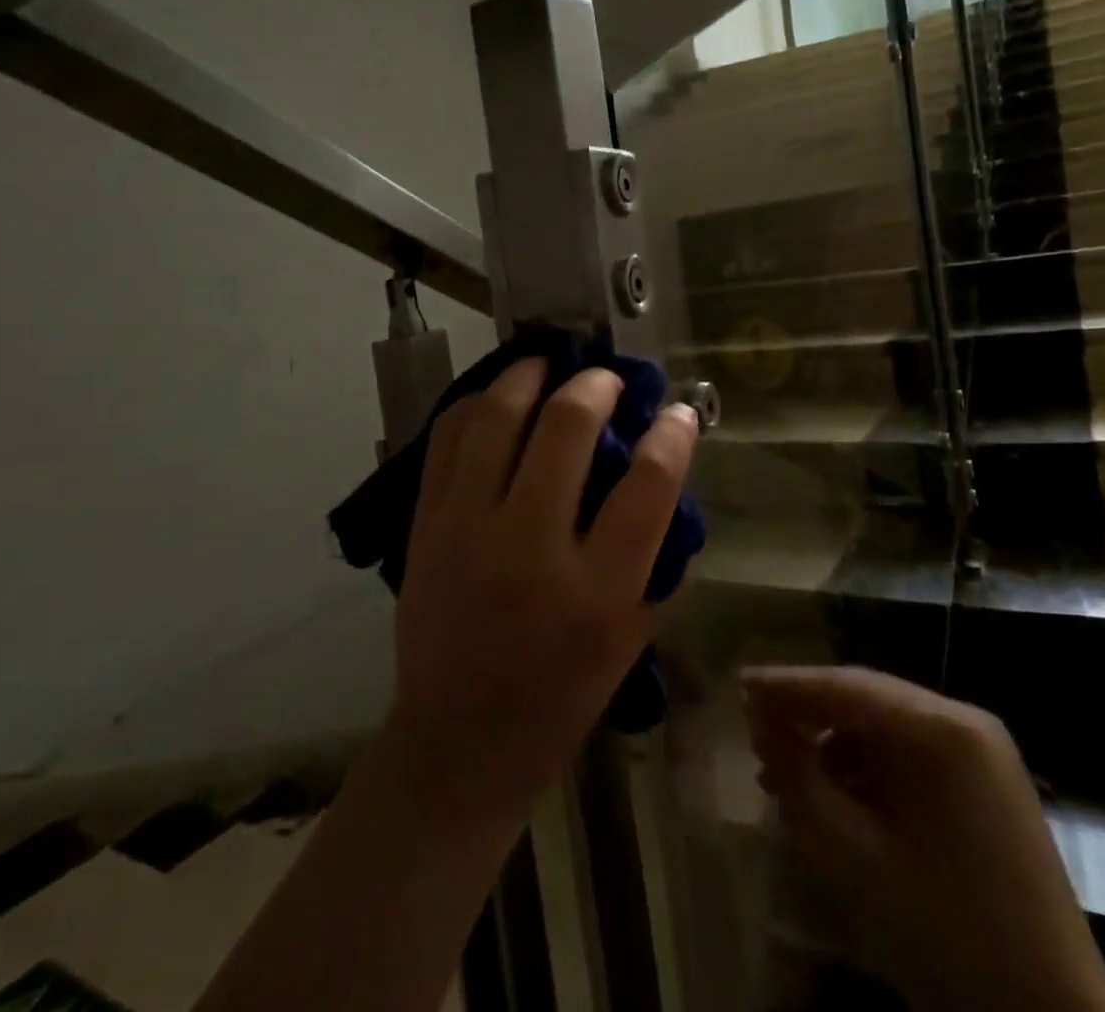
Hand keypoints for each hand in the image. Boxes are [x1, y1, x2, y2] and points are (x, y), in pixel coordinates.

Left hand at [383, 357, 699, 828]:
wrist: (459, 740)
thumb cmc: (561, 694)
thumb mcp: (631, 637)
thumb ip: (655, 556)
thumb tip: (662, 470)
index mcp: (597, 592)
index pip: (648, 484)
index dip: (672, 434)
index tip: (677, 412)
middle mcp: (530, 549)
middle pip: (566, 429)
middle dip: (596, 386)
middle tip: (607, 380)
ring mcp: (468, 530)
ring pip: (497, 418)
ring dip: (529, 376)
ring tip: (549, 364)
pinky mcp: (426, 524)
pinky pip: (448, 438)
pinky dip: (476, 404)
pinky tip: (498, 396)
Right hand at [743, 666, 1104, 1011]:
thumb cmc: (945, 931)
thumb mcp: (851, 854)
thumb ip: (798, 775)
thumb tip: (762, 720)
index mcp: (941, 730)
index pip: (846, 686)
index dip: (787, 684)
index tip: (740, 683)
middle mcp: (965, 720)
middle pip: (867, 698)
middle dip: (807, 714)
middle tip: (756, 734)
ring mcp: (982, 750)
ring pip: (886, 724)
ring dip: (834, 742)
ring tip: (787, 775)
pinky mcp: (986, 780)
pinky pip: (911, 752)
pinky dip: (868, 766)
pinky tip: (836, 796)